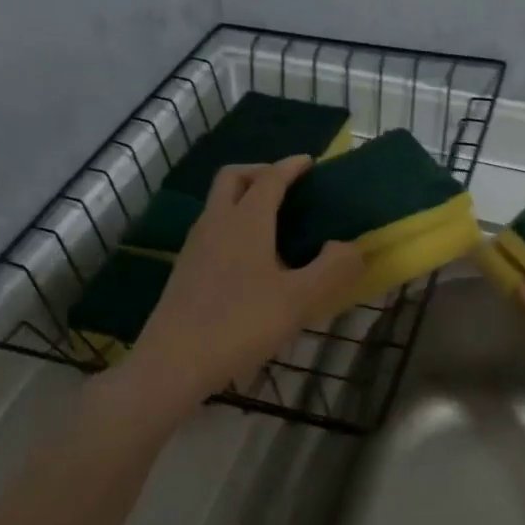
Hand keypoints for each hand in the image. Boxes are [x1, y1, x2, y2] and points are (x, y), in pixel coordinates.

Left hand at [116, 156, 362, 418]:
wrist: (175, 361)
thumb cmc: (241, 324)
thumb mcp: (299, 300)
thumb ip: (332, 269)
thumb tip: (349, 248)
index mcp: (245, 221)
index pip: (270, 178)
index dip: (291, 167)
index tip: (310, 162)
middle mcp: (216, 223)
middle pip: (233, 178)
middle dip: (261, 172)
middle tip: (287, 186)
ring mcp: (195, 246)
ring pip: (218, 204)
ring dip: (244, 199)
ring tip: (274, 224)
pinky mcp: (185, 270)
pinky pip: (212, 231)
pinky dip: (233, 226)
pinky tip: (251, 260)